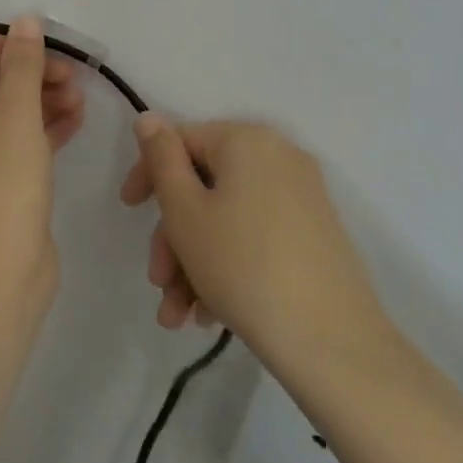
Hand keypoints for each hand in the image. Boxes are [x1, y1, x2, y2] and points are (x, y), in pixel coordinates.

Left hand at [0, 17, 85, 301]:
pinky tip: (79, 119)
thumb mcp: (14, 112)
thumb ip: (23, 63)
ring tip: (80, 97)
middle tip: (71, 74)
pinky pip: (25, 142)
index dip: (1, 44)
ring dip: (44, 98)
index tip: (40, 48)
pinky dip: (48, 127)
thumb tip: (26, 20)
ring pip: (11, 113)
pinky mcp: (4, 186)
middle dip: (30, 72)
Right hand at [120, 118, 390, 370]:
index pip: (182, 141)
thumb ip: (161, 158)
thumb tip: (149, 119)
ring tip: (179, 317)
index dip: (148, 174)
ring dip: (194, 261)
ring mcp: (302, 196)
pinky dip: (228, 265)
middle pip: (205, 185)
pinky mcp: (316, 234)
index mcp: (247, 140)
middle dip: (174, 237)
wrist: (334, 344)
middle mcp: (279, 157)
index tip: (128, 211)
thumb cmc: (243, 266)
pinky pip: (255, 235)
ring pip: (228, 217)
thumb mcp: (185, 211)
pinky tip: (209, 315)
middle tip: (158, 283)